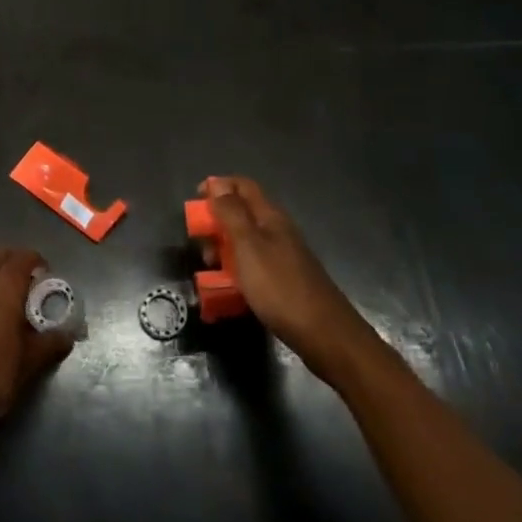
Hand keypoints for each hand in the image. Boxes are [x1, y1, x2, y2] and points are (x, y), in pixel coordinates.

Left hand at [0, 249, 71, 433]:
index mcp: (5, 286)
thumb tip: (68, 336)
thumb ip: (50, 344)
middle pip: (0, 256)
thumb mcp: (29, 362)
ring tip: (8, 300)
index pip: (24, 257)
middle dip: (15, 261)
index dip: (37, 261)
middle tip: (29, 282)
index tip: (47, 274)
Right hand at [203, 177, 377, 379]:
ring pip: (246, 242)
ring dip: (224, 249)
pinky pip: (253, 266)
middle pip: (242, 214)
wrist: (326, 336)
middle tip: (200, 241)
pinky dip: (237, 271)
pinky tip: (228, 289)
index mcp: (270, 217)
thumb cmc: (281, 288)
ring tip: (209, 268)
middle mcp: (277, 231)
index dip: (218, 186)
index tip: (195, 199)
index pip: (242, 186)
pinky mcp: (284, 282)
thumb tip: (217, 184)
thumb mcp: (248, 247)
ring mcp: (283, 257)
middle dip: (217, 222)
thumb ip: (231, 214)